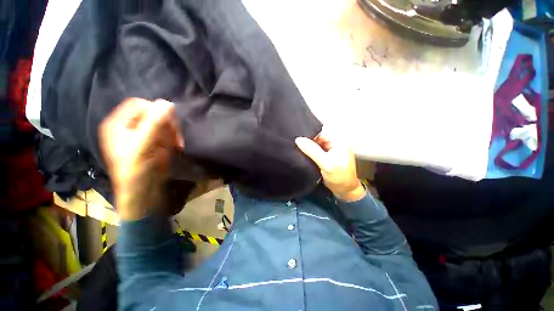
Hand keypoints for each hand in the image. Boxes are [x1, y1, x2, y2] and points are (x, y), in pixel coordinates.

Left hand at [99, 98, 183, 219]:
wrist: (142, 190)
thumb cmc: (136, 168)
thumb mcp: (143, 144)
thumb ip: (154, 123)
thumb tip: (168, 103)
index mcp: (117, 123)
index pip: (138, 104)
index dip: (154, 110)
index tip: (168, 122)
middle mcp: (128, 126)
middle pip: (152, 113)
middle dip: (167, 123)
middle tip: (175, 135)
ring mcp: (142, 134)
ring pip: (162, 123)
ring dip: (172, 132)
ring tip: (176, 144)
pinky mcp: (153, 142)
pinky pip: (166, 133)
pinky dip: (173, 138)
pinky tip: (175, 146)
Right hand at [295, 131, 364, 201]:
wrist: (345, 191)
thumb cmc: (339, 177)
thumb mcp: (325, 163)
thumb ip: (312, 150)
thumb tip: (298, 139)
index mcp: (338, 140)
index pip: (320, 132)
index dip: (308, 135)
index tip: (296, 140)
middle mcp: (335, 142)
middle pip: (317, 138)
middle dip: (307, 141)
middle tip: (295, 145)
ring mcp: (331, 149)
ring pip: (316, 144)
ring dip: (308, 147)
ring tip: (296, 149)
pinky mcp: (327, 156)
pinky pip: (316, 150)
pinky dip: (310, 152)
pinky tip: (302, 153)